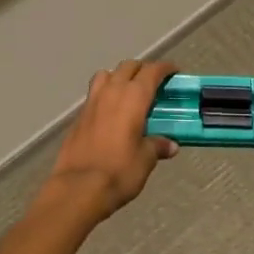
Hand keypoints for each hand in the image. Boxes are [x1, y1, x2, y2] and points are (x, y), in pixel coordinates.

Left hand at [44, 60, 178, 219]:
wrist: (78, 187)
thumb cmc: (119, 171)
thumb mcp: (145, 160)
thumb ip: (157, 146)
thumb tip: (170, 145)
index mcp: (134, 97)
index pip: (152, 71)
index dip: (165, 68)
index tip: (174, 72)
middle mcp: (112, 91)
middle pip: (128, 67)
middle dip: (143, 70)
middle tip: (154, 84)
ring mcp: (92, 101)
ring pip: (107, 74)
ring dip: (120, 76)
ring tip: (129, 93)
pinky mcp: (79, 115)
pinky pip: (95, 92)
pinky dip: (105, 93)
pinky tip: (111, 112)